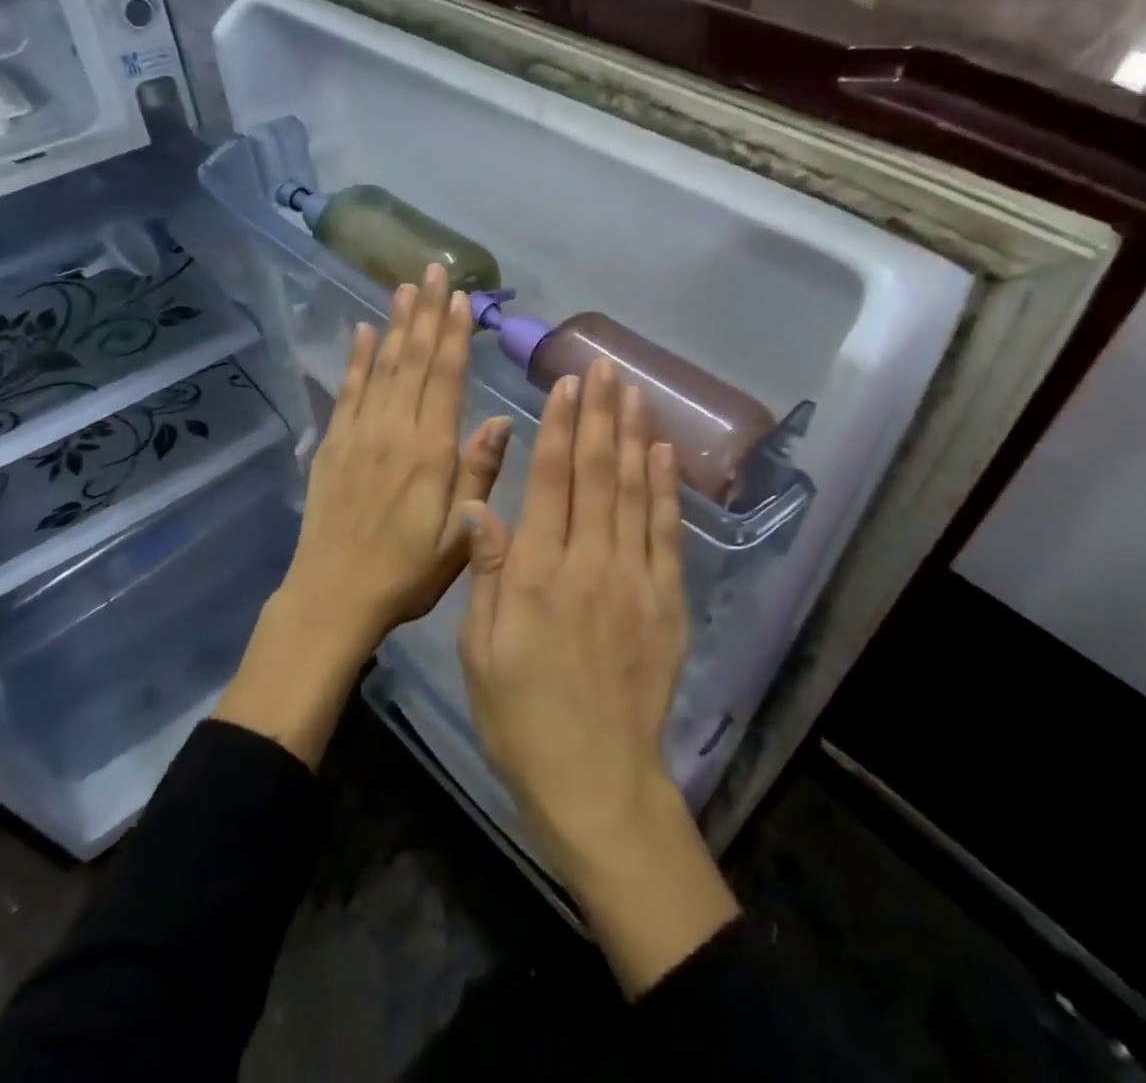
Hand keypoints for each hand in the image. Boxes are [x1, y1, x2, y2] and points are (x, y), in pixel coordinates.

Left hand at [217, 263, 510, 766]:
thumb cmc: (406, 571)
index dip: (454, 335)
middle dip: (426, 314)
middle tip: (434, 271)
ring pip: (382, 367)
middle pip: (414, 361)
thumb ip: (478, 474)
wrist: (333, 596)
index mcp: (430, 451)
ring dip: (395, 325)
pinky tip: (363, 332)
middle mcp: (395, 431)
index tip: (460, 297)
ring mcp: (359, 434)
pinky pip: (348, 392)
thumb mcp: (458, 536)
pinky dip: (357, 360)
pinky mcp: (333, 445)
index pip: (446, 379)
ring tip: (404, 287)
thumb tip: (500, 419)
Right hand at [458, 359, 738, 995]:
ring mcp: (634, 581)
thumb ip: (486, 573)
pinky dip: (665, 489)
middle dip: (601, 415)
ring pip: (635, 493)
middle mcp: (589, 564)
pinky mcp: (665, 602)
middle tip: (605, 367)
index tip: (567, 386)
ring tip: (633, 391)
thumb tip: (479, 506)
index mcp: (537, 574)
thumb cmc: (521, 715)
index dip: (560, 429)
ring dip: (633, 437)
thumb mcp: (480, 650)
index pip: (551, 483)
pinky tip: (662, 454)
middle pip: (598, 474)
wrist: (596, 779)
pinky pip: (666, 534)